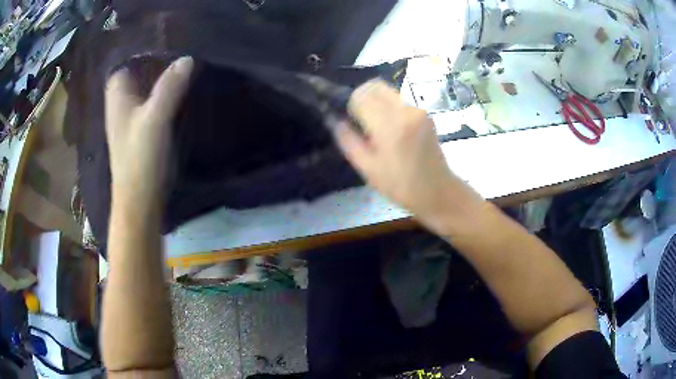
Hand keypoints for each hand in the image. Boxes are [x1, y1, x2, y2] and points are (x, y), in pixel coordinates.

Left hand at [104, 57, 193, 208]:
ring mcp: (129, 118)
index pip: (126, 62)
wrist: (139, 200)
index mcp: (118, 96)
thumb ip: (169, 87)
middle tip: (181, 50)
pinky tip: (178, 92)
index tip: (167, 41)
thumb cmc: (140, 159)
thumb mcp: (155, 119)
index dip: (143, 51)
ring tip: (183, 66)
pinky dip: (162, 95)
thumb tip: (188, 58)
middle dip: (155, 62)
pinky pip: (150, 103)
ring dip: (160, 78)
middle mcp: (120, 104)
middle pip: (136, 73)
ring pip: (144, 88)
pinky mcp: (139, 131)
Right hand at [335, 80, 483, 234]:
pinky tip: (392, 130)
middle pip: (374, 86)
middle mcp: (405, 110)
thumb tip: (335, 120)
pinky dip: (389, 108)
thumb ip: (348, 141)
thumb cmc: (401, 186)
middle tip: (360, 120)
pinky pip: (399, 101)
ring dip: (376, 102)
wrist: (438, 192)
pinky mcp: (425, 114)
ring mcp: (418, 110)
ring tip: (377, 128)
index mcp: (389, 125)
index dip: (350, 106)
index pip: (360, 96)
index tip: (352, 123)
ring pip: (387, 92)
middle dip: (361, 98)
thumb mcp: (368, 169)